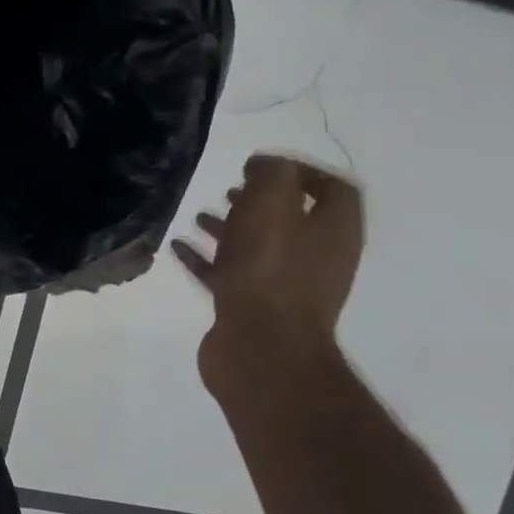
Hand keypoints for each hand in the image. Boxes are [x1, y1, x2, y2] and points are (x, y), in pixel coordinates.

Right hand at [173, 154, 364, 376]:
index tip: (261, 165)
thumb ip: (271, 174)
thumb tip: (263, 165)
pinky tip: (178, 248)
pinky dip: (207, 259)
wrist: (260, 348)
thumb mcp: (272, 204)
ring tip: (199, 215)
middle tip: (230, 187)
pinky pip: (231, 274)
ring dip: (231, 228)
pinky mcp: (253, 308)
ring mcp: (286, 287)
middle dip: (260, 201)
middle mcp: (318, 258)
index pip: (333, 189)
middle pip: (293, 219)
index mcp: (334, 231)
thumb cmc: (270, 269)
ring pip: (259, 247)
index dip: (302, 170)